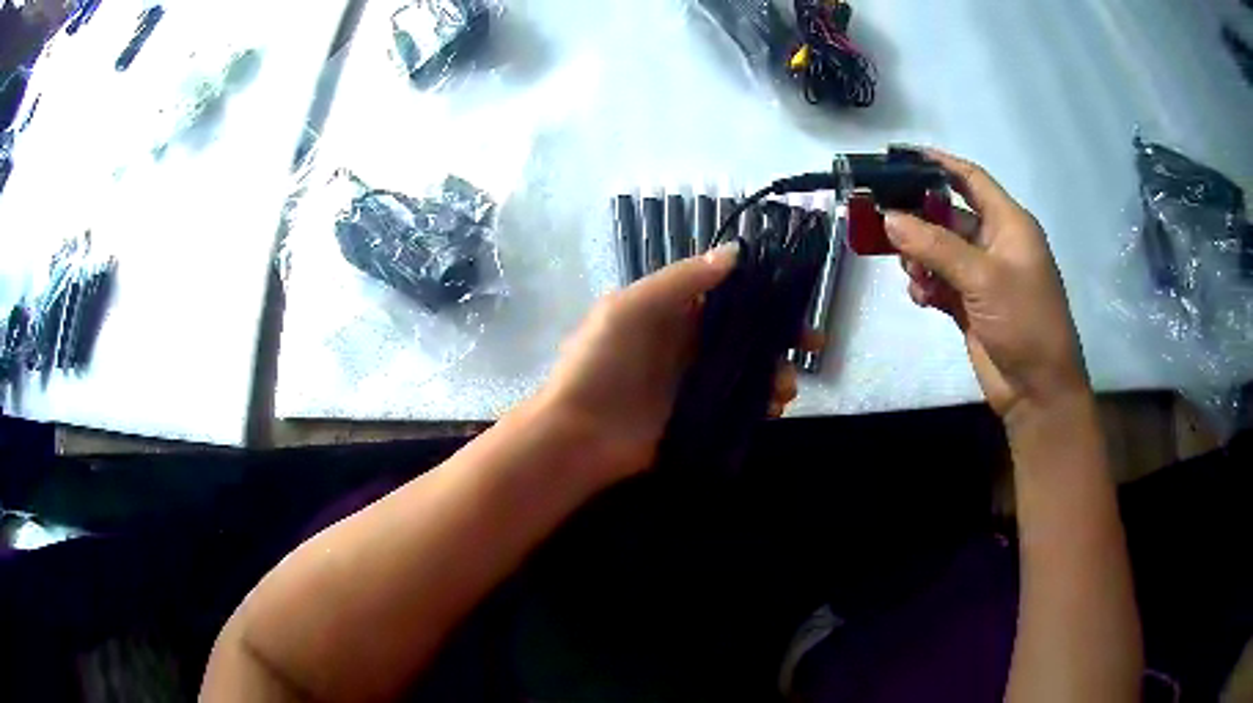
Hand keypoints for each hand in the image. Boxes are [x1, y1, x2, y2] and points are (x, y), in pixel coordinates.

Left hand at [536, 243, 809, 481]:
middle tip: (813, 345)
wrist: (578, 435)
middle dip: (781, 337)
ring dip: (776, 374)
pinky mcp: (700, 417)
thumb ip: (681, 280)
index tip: (797, 301)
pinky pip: (740, 405)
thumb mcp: (631, 308)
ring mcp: (696, 382)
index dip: (764, 294)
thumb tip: (735, 252)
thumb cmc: (600, 363)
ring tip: (786, 389)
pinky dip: (762, 405)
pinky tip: (773, 410)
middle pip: (746, 333)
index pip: (728, 294)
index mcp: (673, 311)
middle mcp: (689, 343)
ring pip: (749, 370)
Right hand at [886, 149, 1089, 423]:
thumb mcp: (983, 277)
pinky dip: (926, 286)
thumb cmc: (1024, 321)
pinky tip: (921, 297)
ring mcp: (982, 277)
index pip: (971, 179)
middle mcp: (995, 244)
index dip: (939, 163)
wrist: (1037, 390)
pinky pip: (939, 283)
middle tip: (882, 219)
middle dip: (918, 218)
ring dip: (920, 257)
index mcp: (1009, 224)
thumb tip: (889, 219)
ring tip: (911, 271)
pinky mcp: (970, 306)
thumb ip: (935, 246)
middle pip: (948, 215)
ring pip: (939, 251)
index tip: (901, 155)